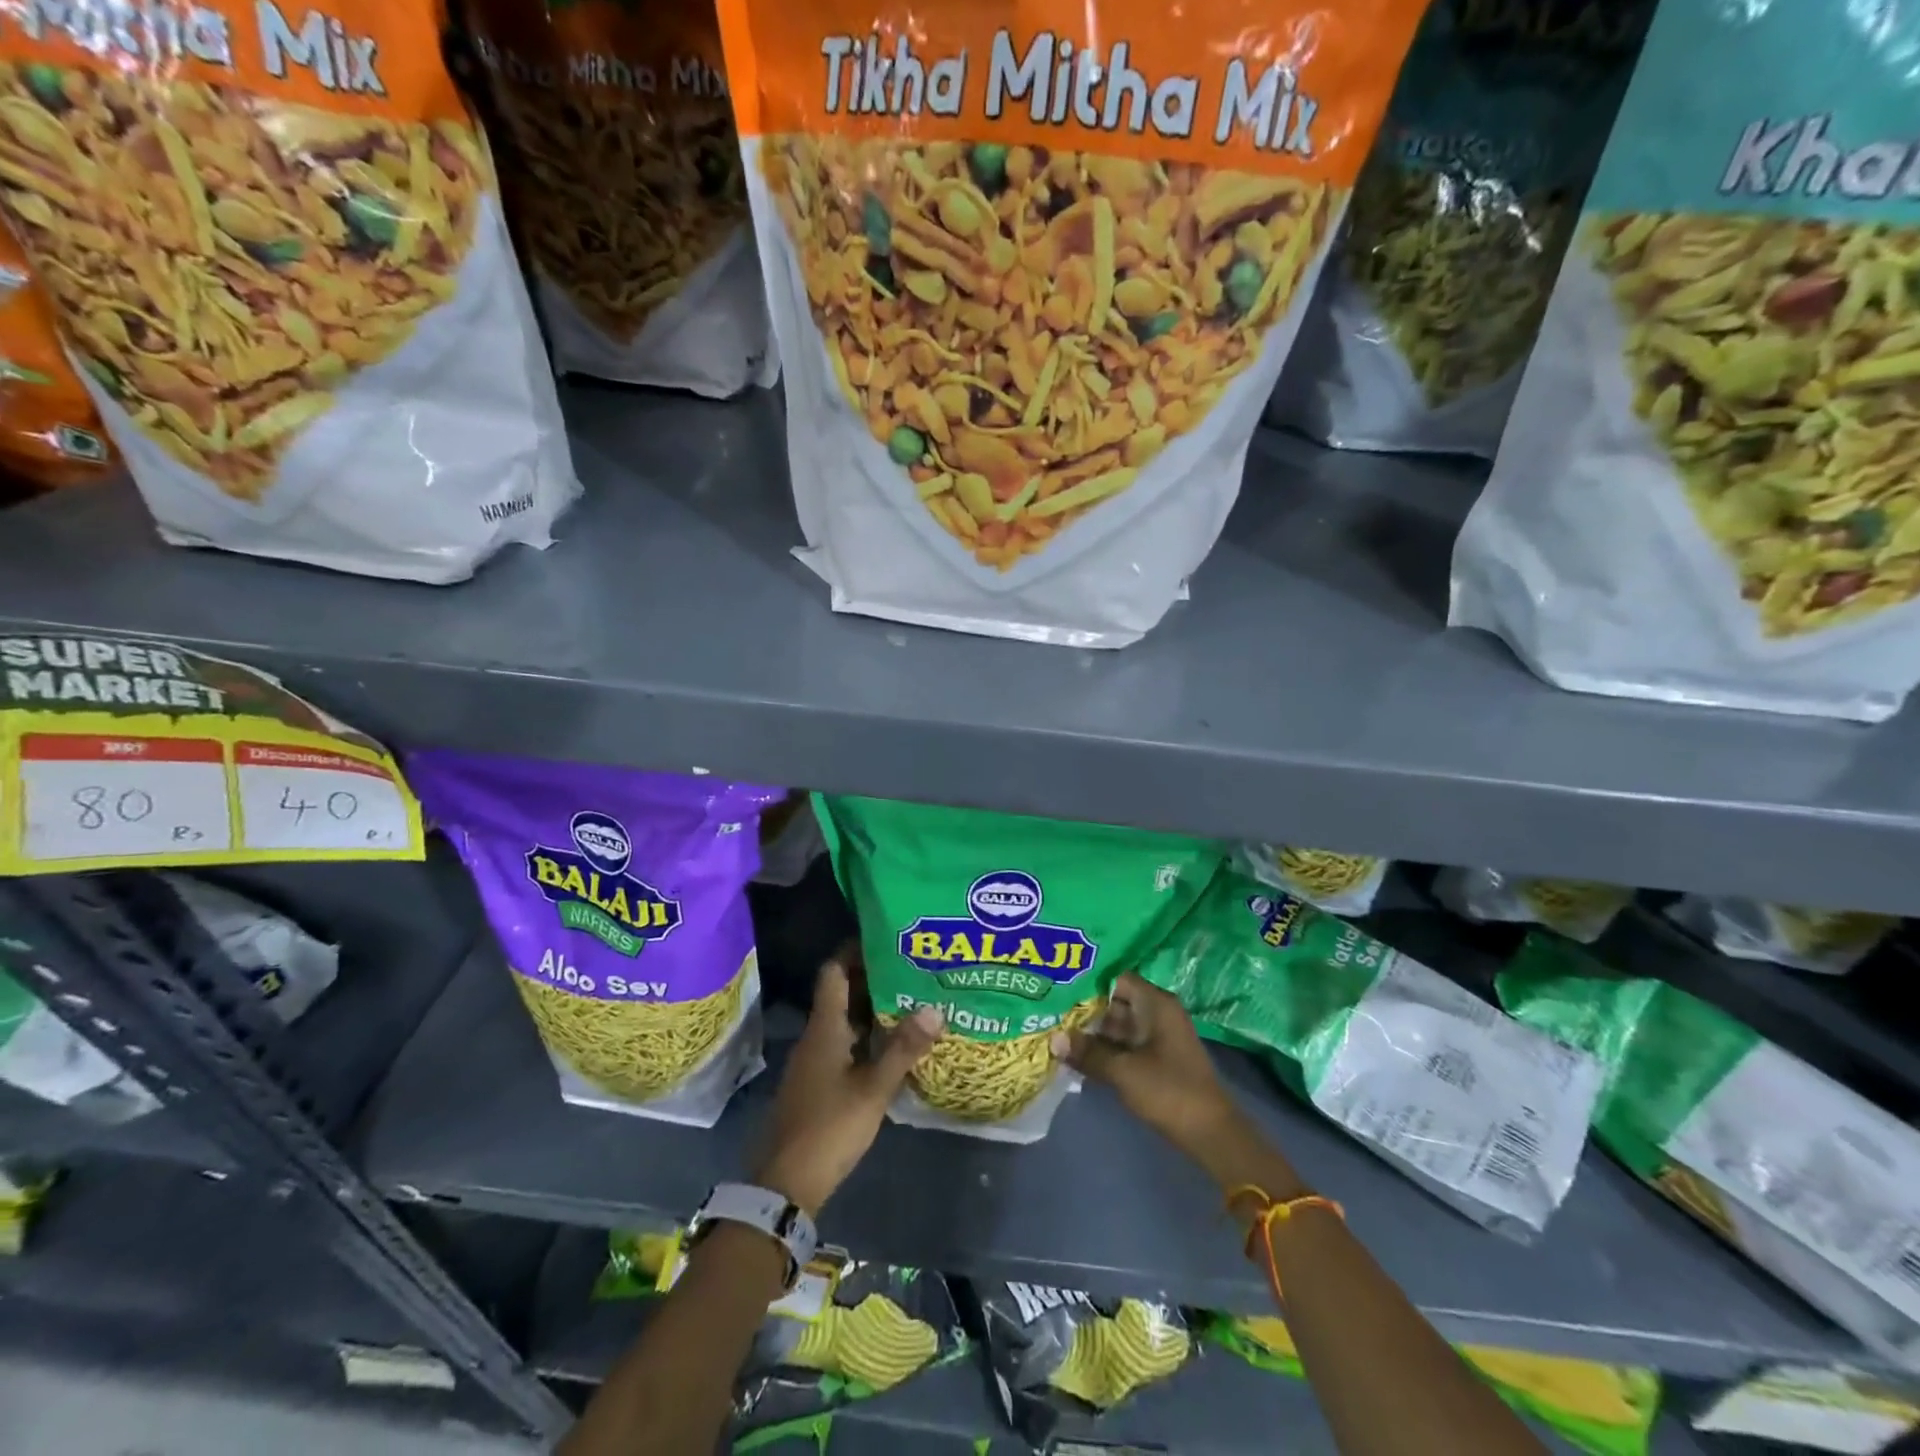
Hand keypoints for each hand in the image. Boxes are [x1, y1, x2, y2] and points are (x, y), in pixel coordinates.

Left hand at [754, 950, 942, 1215]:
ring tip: (912, 1000)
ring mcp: (815, 1061)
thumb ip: (903, 1049)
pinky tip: (894, 1045)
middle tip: (912, 968)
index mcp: (824, 1028)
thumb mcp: (873, 1089)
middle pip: (842, 994)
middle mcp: (816, 1037)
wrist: (785, 1184)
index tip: (886, 939)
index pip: (834, 971)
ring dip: (873, 1010)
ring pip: (846, 1021)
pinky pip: (845, 1045)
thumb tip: (935, 1008)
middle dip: (874, 979)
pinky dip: (868, 1037)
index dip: (855, 950)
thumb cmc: (829, 1128)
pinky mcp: (818, 1084)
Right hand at [1051, 972, 1238, 1153]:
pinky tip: (1074, 1052)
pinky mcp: (1154, 1058)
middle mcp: (1156, 1013)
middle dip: (1083, 1007)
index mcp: (1156, 1003)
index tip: (1057, 985)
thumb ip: (1088, 1053)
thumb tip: (1052, 1039)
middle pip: (1113, 1001)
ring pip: (1116, 1024)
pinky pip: (1122, 1044)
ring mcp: (1156, 1036)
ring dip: (1090, 1030)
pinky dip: (1102, 1047)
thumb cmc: (1170, 1091)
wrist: (1211, 1134)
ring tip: (1053, 1028)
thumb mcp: (1124, 1071)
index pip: (1116, 978)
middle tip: (1047, 1008)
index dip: (1087, 980)